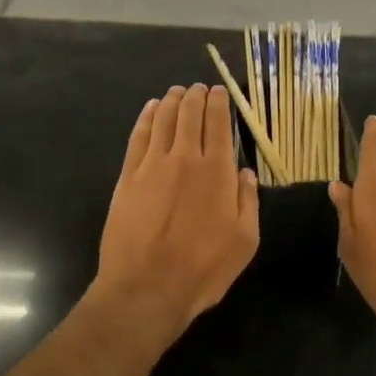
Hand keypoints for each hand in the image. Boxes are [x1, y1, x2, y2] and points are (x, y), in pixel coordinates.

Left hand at [94, 84, 259, 348]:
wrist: (146, 288)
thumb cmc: (202, 269)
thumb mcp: (244, 241)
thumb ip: (248, 201)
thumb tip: (245, 172)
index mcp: (216, 171)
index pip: (218, 124)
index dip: (219, 102)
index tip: (219, 91)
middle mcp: (185, 158)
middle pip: (189, 114)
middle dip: (195, 96)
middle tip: (198, 88)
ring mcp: (152, 165)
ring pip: (163, 119)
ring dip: (171, 101)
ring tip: (176, 91)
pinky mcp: (128, 177)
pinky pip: (138, 137)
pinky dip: (146, 118)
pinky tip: (150, 109)